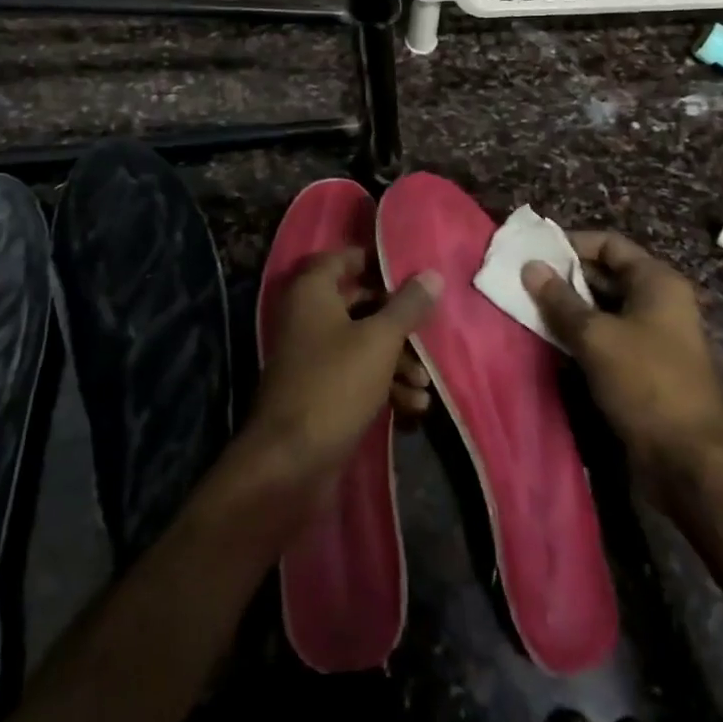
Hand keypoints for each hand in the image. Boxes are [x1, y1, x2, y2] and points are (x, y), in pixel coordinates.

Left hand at [243, 248, 441, 506]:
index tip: (414, 276)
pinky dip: (383, 385)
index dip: (379, 263)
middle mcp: (308, 315)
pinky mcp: (320, 390)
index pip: (345, 258)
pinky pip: (356, 374)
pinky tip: (413, 408)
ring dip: (397, 361)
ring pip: (362, 342)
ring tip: (425, 384)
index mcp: (312, 291)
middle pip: (360, 303)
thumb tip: (432, 274)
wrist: (290, 462)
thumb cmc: (335, 385)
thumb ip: (407, 306)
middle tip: (429, 334)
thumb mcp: (379, 341)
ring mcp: (312, 355)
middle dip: (398, 322)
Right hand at [522, 231, 722, 476]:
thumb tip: (531, 266)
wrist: (691, 462)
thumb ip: (560, 300)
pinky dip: (581, 336)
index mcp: (657, 282)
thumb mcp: (596, 337)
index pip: (609, 244)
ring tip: (528, 309)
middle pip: (606, 274)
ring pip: (604, 309)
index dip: (571, 244)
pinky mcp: (645, 367)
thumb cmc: (646, 383)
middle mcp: (659, 302)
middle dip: (565, 278)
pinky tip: (551, 341)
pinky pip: (607, 338)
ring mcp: (654, 336)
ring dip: (569, 309)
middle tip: (523, 283)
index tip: (534, 254)